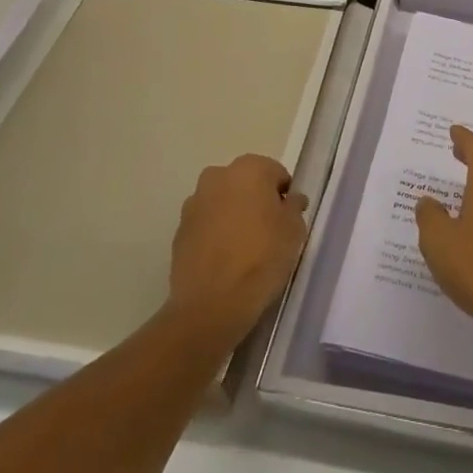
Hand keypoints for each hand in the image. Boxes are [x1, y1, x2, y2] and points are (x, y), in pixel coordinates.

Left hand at [167, 154, 309, 341]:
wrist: (212, 304)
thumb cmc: (262, 258)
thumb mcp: (294, 231)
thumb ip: (294, 207)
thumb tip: (290, 200)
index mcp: (248, 169)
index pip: (275, 173)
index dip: (284, 196)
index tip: (288, 220)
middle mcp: (217, 176)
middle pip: (245, 184)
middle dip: (256, 201)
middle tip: (268, 232)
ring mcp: (193, 203)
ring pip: (222, 202)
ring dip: (233, 215)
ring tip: (244, 248)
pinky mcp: (179, 230)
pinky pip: (205, 224)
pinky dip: (215, 234)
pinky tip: (225, 260)